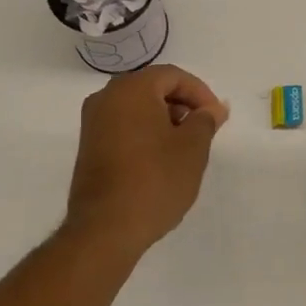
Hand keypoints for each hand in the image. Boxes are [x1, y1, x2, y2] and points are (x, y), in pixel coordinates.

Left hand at [65, 64, 228, 254]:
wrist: (105, 229)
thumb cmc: (155, 180)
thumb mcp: (192, 148)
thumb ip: (205, 120)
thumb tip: (214, 108)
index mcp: (131, 89)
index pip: (172, 76)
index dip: (200, 92)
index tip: (216, 118)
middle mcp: (106, 97)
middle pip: (152, 87)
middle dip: (182, 104)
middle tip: (203, 130)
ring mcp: (93, 123)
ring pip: (136, 107)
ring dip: (164, 119)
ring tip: (185, 147)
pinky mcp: (89, 146)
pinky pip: (122, 125)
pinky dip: (145, 132)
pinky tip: (160, 159)